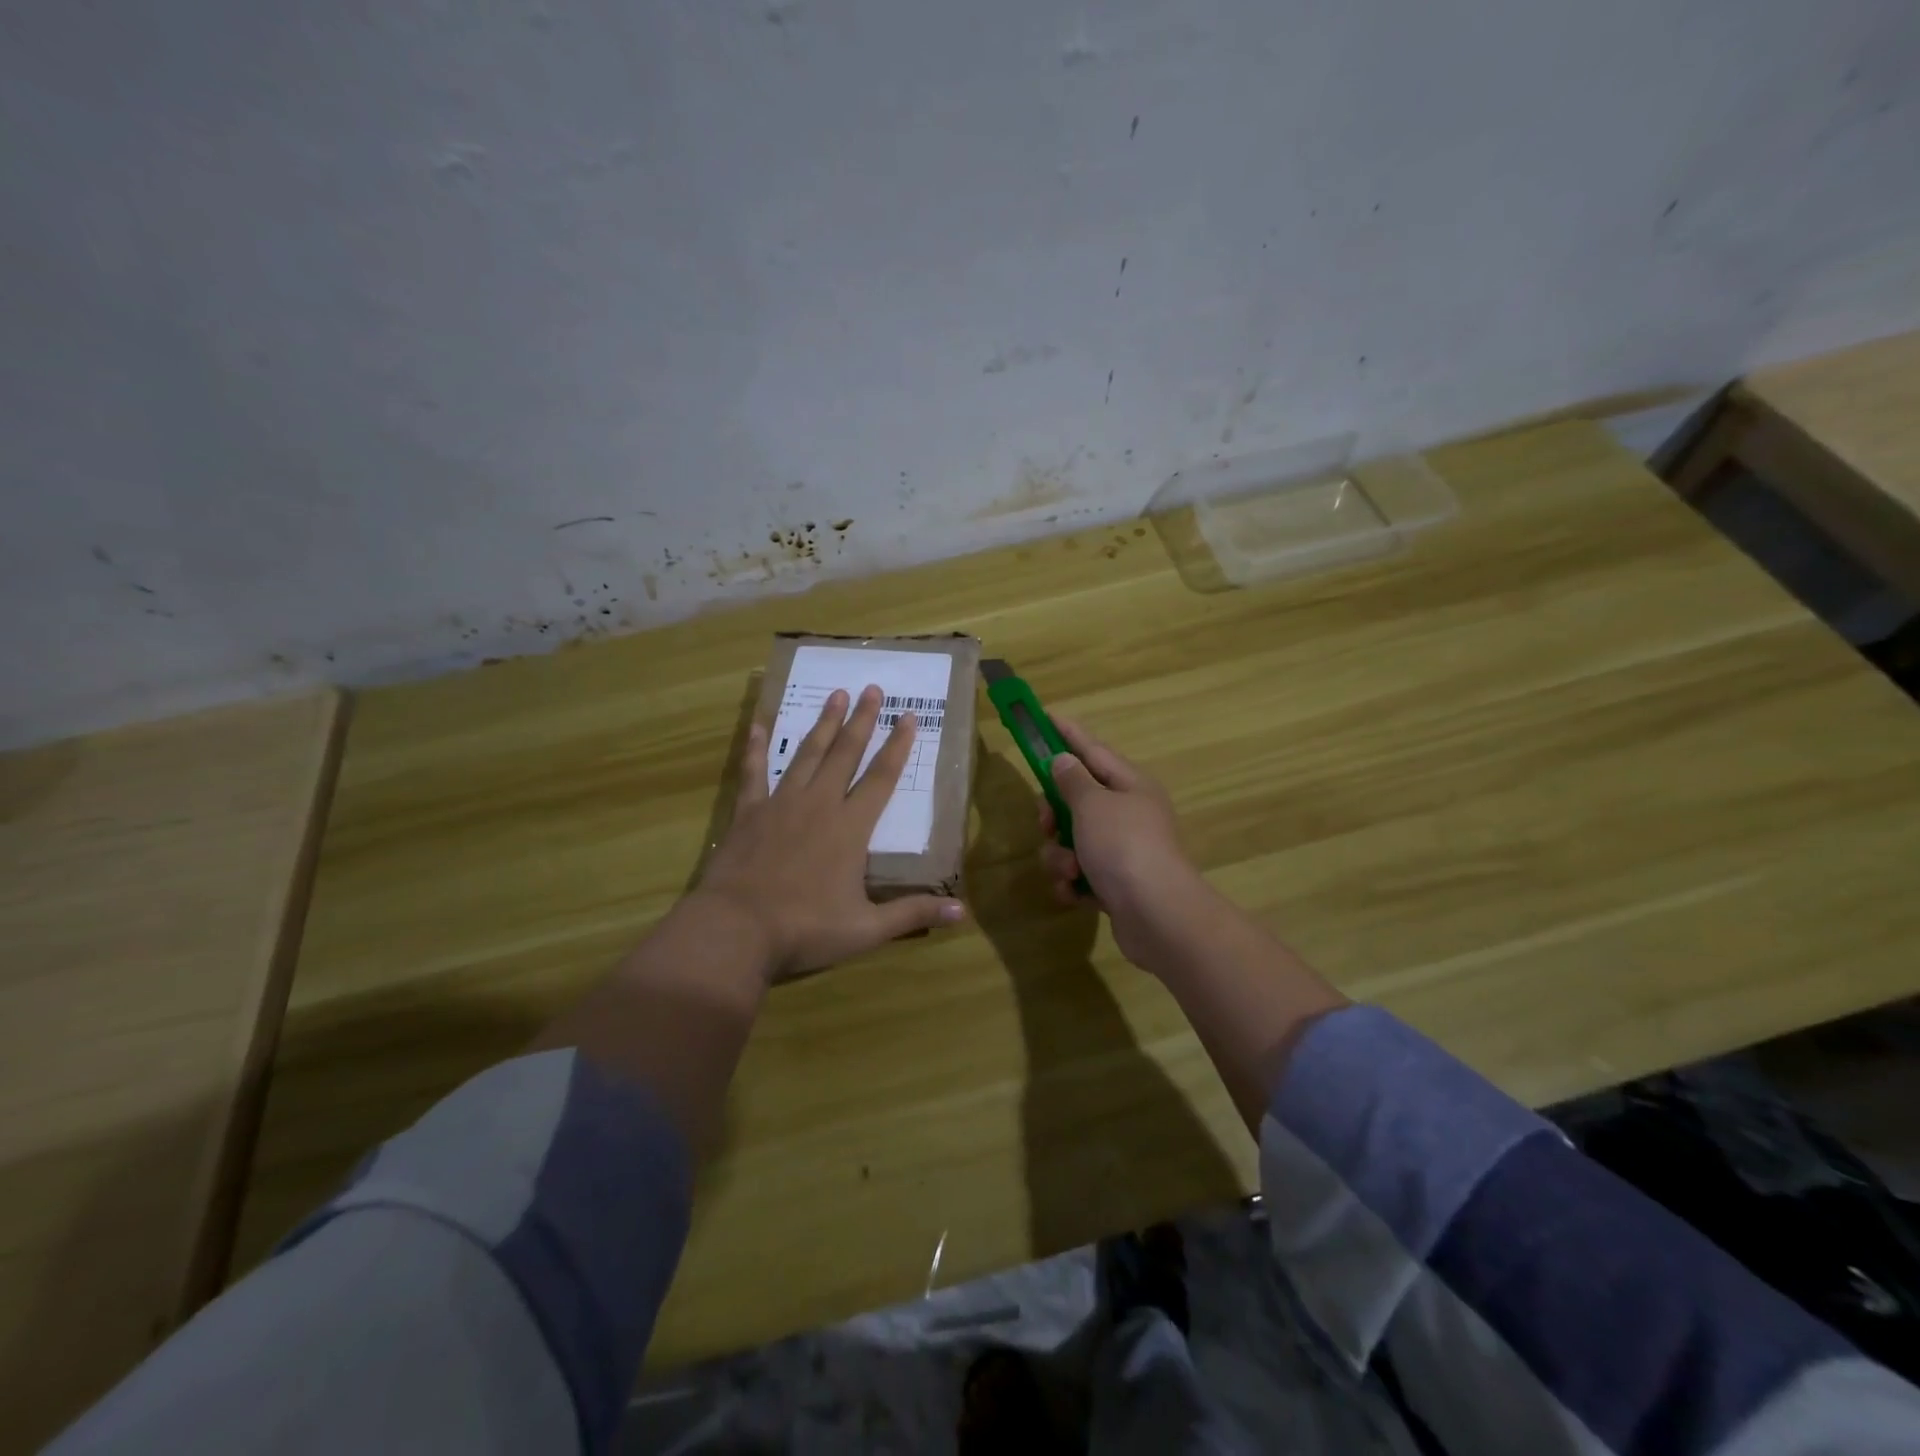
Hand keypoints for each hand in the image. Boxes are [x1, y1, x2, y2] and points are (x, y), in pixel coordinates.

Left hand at [698, 684, 964, 980]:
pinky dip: (756, 748)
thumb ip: (913, 913)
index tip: (908, 716)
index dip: (898, 746)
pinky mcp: (749, 813)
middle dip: (862, 720)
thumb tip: (963, 912)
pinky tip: (759, 725)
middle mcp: (819, 804)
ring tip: (837, 695)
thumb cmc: (805, 929)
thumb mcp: (866, 928)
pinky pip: (753, 772)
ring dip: (824, 723)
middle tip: (872, 688)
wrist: (736, 930)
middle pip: (846, 754)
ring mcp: (781, 804)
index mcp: (850, 828)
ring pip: (807, 754)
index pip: (881, 778)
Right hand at [1036, 715, 1212, 966]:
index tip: (1044, 716)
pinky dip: (1072, 882)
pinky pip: (1080, 873)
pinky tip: (1074, 892)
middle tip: (1046, 823)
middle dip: (1054, 813)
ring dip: (1060, 855)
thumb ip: (1072, 780)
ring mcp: (1123, 851)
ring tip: (1069, 869)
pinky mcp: (1115, 885)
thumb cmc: (1123, 846)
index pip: (1092, 750)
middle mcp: (1129, 814)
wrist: (1157, 915)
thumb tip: (1063, 760)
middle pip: (1077, 800)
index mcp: (1130, 785)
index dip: (1066, 733)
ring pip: (1073, 840)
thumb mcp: (1092, 804)